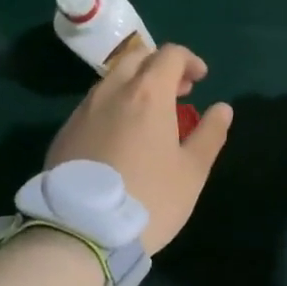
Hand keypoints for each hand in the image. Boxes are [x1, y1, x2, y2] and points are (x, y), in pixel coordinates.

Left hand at [47, 43, 233, 253]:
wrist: (82, 231)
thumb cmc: (149, 199)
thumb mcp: (192, 171)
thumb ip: (210, 134)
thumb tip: (222, 108)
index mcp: (147, 94)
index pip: (170, 55)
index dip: (189, 61)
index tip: (201, 80)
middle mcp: (111, 91)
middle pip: (137, 58)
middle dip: (160, 66)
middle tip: (177, 93)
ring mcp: (82, 111)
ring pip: (111, 81)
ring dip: (134, 86)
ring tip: (149, 117)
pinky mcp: (64, 132)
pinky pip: (93, 105)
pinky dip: (113, 106)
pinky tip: (120, 137)